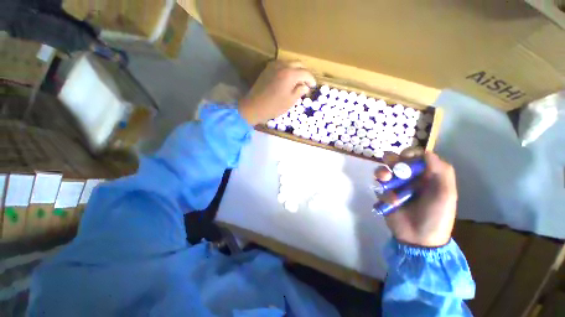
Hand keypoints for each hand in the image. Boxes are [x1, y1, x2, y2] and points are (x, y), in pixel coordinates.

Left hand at [238, 61, 315, 125]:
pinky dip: (287, 70)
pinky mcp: (267, 69)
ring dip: (296, 70)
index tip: (313, 86)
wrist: (254, 106)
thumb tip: (305, 86)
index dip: (311, 79)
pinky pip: (281, 65)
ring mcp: (273, 66)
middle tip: (306, 83)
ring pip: (289, 63)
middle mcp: (283, 66)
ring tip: (297, 81)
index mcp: (290, 74)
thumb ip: (300, 91)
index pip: (306, 73)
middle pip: (298, 64)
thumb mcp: (290, 101)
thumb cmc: (274, 106)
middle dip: (304, 73)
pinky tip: (287, 79)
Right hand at [374, 150, 457, 246]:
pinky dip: (383, 193)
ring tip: (384, 179)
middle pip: (396, 160)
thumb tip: (426, 152)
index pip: (415, 156)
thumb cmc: (436, 216)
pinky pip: (378, 187)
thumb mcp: (446, 194)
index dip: (409, 152)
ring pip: (383, 171)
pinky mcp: (384, 195)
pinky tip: (391, 202)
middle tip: (391, 165)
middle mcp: (409, 178)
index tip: (405, 156)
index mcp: (426, 175)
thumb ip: (442, 172)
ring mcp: (395, 186)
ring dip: (382, 172)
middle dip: (391, 160)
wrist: (419, 239)